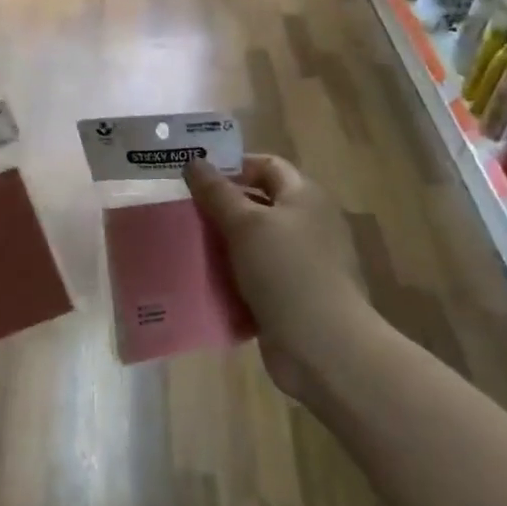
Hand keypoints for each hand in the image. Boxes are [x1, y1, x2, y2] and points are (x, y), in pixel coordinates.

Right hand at [186, 155, 367, 395]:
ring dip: (224, 244)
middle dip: (222, 207)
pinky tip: (206, 281)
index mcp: (306, 197)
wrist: (323, 345)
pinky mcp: (294, 295)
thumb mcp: (245, 225)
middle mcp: (309, 224)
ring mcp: (304, 262)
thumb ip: (217, 192)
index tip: (195, 178)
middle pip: (260, 203)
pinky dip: (233, 276)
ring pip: (255, 242)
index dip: (232, 166)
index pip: (267, 166)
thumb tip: (193, 160)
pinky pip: (257, 275)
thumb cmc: (286, 271)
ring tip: (187, 247)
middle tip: (184, 213)